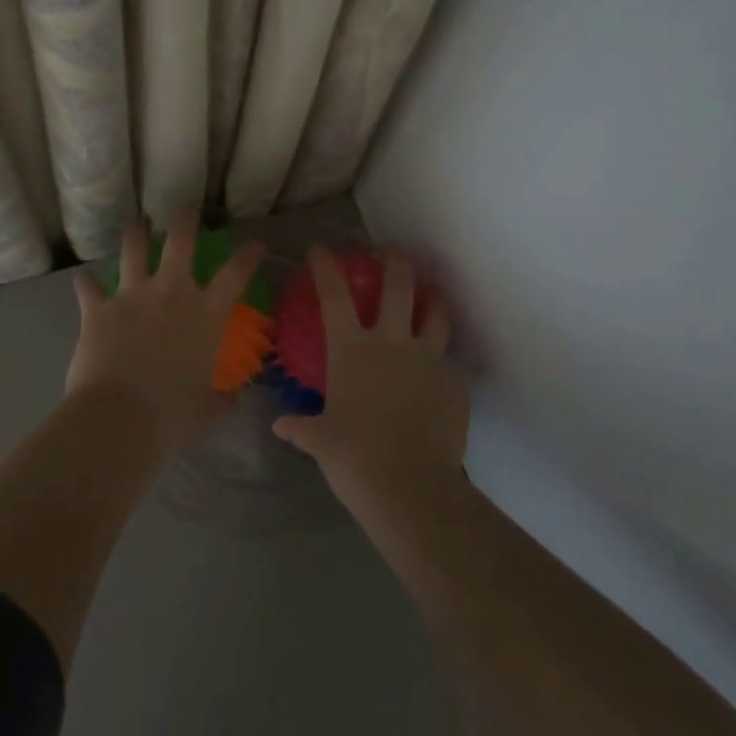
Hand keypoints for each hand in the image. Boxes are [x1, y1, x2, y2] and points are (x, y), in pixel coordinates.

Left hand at [69, 209, 264, 456]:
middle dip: (185, 219)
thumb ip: (223, 399)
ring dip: (136, 234)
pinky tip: (83, 279)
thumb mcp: (207, 410)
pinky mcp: (98, 309)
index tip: (255, 242)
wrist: (119, 419)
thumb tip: (236, 397)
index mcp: (205, 315)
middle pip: (180, 241)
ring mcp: (132, 296)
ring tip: (137, 224)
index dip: (248, 255)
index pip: (235, 274)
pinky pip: (89, 288)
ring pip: (134, 250)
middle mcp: (171, 293)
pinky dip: (86, 284)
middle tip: (186, 206)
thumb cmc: (172, 416)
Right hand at [273, 247, 464, 511]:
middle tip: (393, 252)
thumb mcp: (320, 441)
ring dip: (433, 299)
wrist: (409, 487)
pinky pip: (448, 366)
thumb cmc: (353, 458)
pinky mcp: (454, 384)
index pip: (334, 296)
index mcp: (352, 350)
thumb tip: (281, 425)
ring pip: (437, 314)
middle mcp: (391, 343)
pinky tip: (438, 380)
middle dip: (395, 262)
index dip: (325, 267)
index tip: (320, 248)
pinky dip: (441, 366)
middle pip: (398, 286)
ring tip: (432, 295)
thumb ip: (302, 427)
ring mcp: (428, 360)